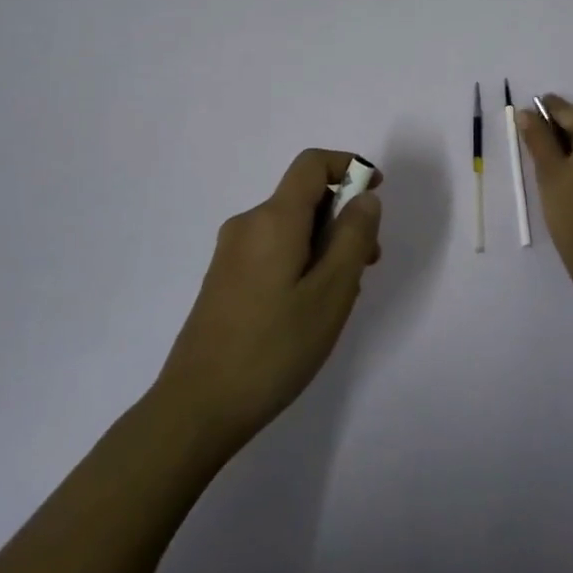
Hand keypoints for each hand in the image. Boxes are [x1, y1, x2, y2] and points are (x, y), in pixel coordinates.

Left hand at [156, 149, 381, 449]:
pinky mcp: (224, 279)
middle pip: (304, 197)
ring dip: (324, 245)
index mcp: (273, 219)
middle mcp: (248, 224)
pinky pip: (273, 250)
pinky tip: (309, 309)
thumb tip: (364, 197)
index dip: (348, 165)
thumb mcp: (331, 293)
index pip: (312, 164)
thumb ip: (353, 237)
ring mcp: (231, 253)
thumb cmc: (273, 348)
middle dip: (342, 218)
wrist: (197, 408)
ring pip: (290, 228)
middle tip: (367, 264)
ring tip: (341, 297)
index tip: (375, 193)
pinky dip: (301, 261)